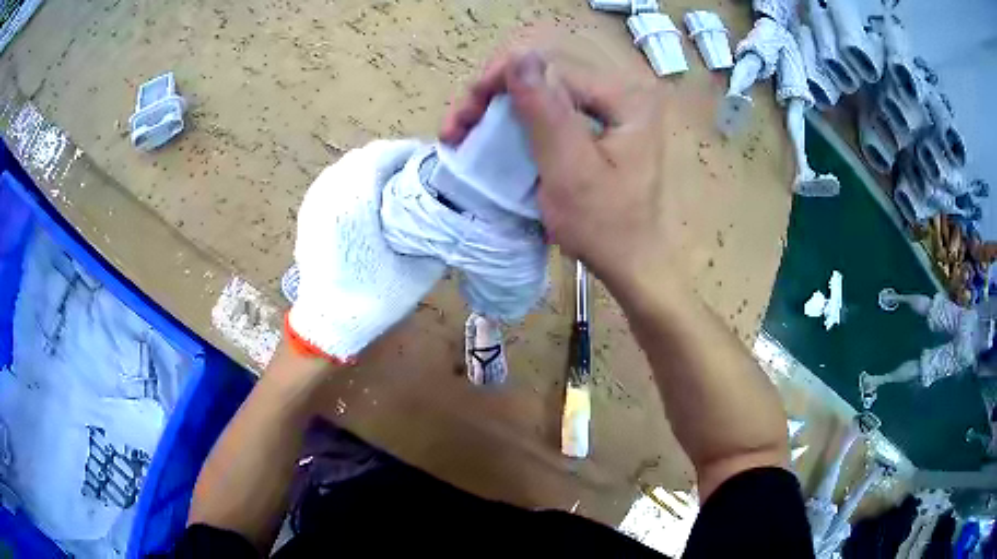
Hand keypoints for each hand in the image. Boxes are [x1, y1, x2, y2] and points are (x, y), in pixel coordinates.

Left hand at [288, 140, 445, 361]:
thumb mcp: (417, 271)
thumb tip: (448, 211)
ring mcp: (315, 202)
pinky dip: (354, 180)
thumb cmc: (372, 299)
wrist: (327, 323)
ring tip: (394, 183)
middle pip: (363, 157)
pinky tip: (367, 198)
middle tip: (416, 172)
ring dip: (371, 168)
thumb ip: (434, 234)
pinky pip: (333, 181)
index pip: (382, 155)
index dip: (408, 152)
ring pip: (346, 167)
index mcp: (354, 203)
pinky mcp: (309, 213)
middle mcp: (330, 194)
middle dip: (392, 159)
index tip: (430, 161)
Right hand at [442, 49, 665, 290]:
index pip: (550, 67)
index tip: (463, 117)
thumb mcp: (569, 170)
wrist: (631, 264)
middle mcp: (621, 93)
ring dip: (498, 107)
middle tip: (458, 126)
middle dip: (493, 94)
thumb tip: (518, 55)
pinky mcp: (599, 127)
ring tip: (464, 132)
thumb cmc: (605, 227)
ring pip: (542, 91)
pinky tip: (492, 134)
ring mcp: (611, 110)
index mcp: (625, 97)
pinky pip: (550, 111)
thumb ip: (545, 111)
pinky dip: (517, 121)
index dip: (499, 79)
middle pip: (544, 75)